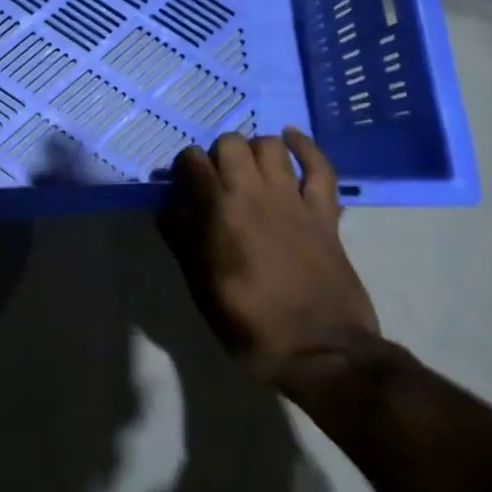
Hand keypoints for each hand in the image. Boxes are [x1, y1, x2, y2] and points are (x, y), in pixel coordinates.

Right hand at [158, 129, 379, 388]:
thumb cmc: (250, 324)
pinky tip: (291, 138)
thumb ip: (181, 240)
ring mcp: (293, 200)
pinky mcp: (324, 213)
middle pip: (230, 143)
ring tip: (248, 168)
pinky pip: (320, 167)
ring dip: (254, 150)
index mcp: (219, 211)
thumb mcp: (200, 287)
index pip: (192, 161)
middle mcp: (254, 193)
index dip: (182, 169)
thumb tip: (167, 209)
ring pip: (270, 146)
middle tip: (216, 180)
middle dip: (217, 155)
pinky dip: (305, 147)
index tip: (182, 187)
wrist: (322, 352)